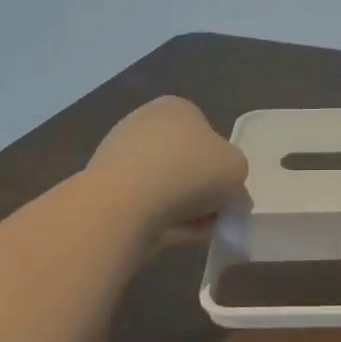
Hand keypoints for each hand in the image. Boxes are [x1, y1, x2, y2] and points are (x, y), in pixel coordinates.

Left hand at [87, 96, 247, 234]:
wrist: (125, 204)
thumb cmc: (189, 172)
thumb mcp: (237, 167)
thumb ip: (234, 170)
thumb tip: (221, 183)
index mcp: (177, 107)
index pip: (206, 131)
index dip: (219, 161)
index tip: (225, 186)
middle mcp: (144, 122)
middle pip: (183, 158)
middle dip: (198, 186)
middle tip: (214, 211)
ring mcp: (118, 153)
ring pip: (163, 183)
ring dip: (181, 205)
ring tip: (195, 229)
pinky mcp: (104, 186)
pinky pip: (143, 202)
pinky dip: (159, 217)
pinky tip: (172, 233)